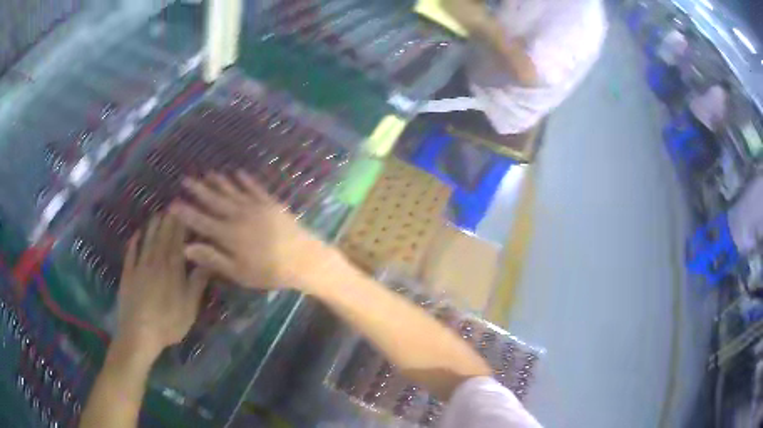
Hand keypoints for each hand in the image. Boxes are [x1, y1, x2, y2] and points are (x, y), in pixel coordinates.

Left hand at [117, 214, 209, 357]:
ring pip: (147, 240)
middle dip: (168, 220)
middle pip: (162, 236)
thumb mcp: (189, 308)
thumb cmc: (168, 323)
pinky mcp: (128, 274)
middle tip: (172, 205)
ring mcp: (139, 266)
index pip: (178, 241)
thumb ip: (197, 284)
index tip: (185, 211)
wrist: (139, 333)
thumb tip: (208, 263)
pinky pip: (131, 253)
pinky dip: (134, 241)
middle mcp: (156, 262)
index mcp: (172, 270)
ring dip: (152, 226)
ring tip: (157, 213)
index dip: (181, 225)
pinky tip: (136, 233)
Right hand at [169, 172, 340, 290]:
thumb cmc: (269, 271)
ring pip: (232, 191)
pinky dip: (245, 180)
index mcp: (228, 234)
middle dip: (198, 190)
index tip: (172, 204)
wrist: (304, 259)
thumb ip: (213, 258)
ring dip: (218, 182)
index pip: (201, 221)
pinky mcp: (271, 203)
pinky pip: (254, 188)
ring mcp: (256, 206)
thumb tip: (186, 248)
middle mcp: (239, 215)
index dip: (186, 213)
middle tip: (185, 179)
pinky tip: (237, 173)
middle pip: (214, 200)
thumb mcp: (238, 272)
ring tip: (206, 174)